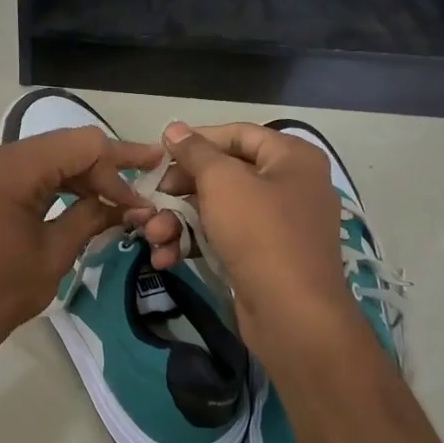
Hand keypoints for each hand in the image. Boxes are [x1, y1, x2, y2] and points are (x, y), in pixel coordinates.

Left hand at [0, 127, 163, 377]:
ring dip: (80, 177)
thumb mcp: (54, 254)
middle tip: (140, 193)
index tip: (153, 178)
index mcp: (9, 168)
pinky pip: (23, 174)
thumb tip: (127, 205)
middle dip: (103, 169)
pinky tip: (81, 203)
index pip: (81, 144)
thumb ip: (91, 218)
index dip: (121, 160)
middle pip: (62, 147)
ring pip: (43, 159)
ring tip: (117, 201)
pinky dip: (54, 185)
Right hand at [129, 122, 357, 347]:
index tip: (160, 154)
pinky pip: (225, 238)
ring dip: (179, 221)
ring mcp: (279, 225)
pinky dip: (195, 244)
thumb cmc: (260, 233)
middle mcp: (290, 185)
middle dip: (180, 190)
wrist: (293, 315)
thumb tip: (174, 128)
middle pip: (224, 174)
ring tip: (150, 234)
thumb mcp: (222, 183)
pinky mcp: (265, 258)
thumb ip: (195, 152)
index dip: (196, 140)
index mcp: (292, 158)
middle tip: (150, 199)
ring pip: (219, 210)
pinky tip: (165, 257)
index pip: (237, 134)